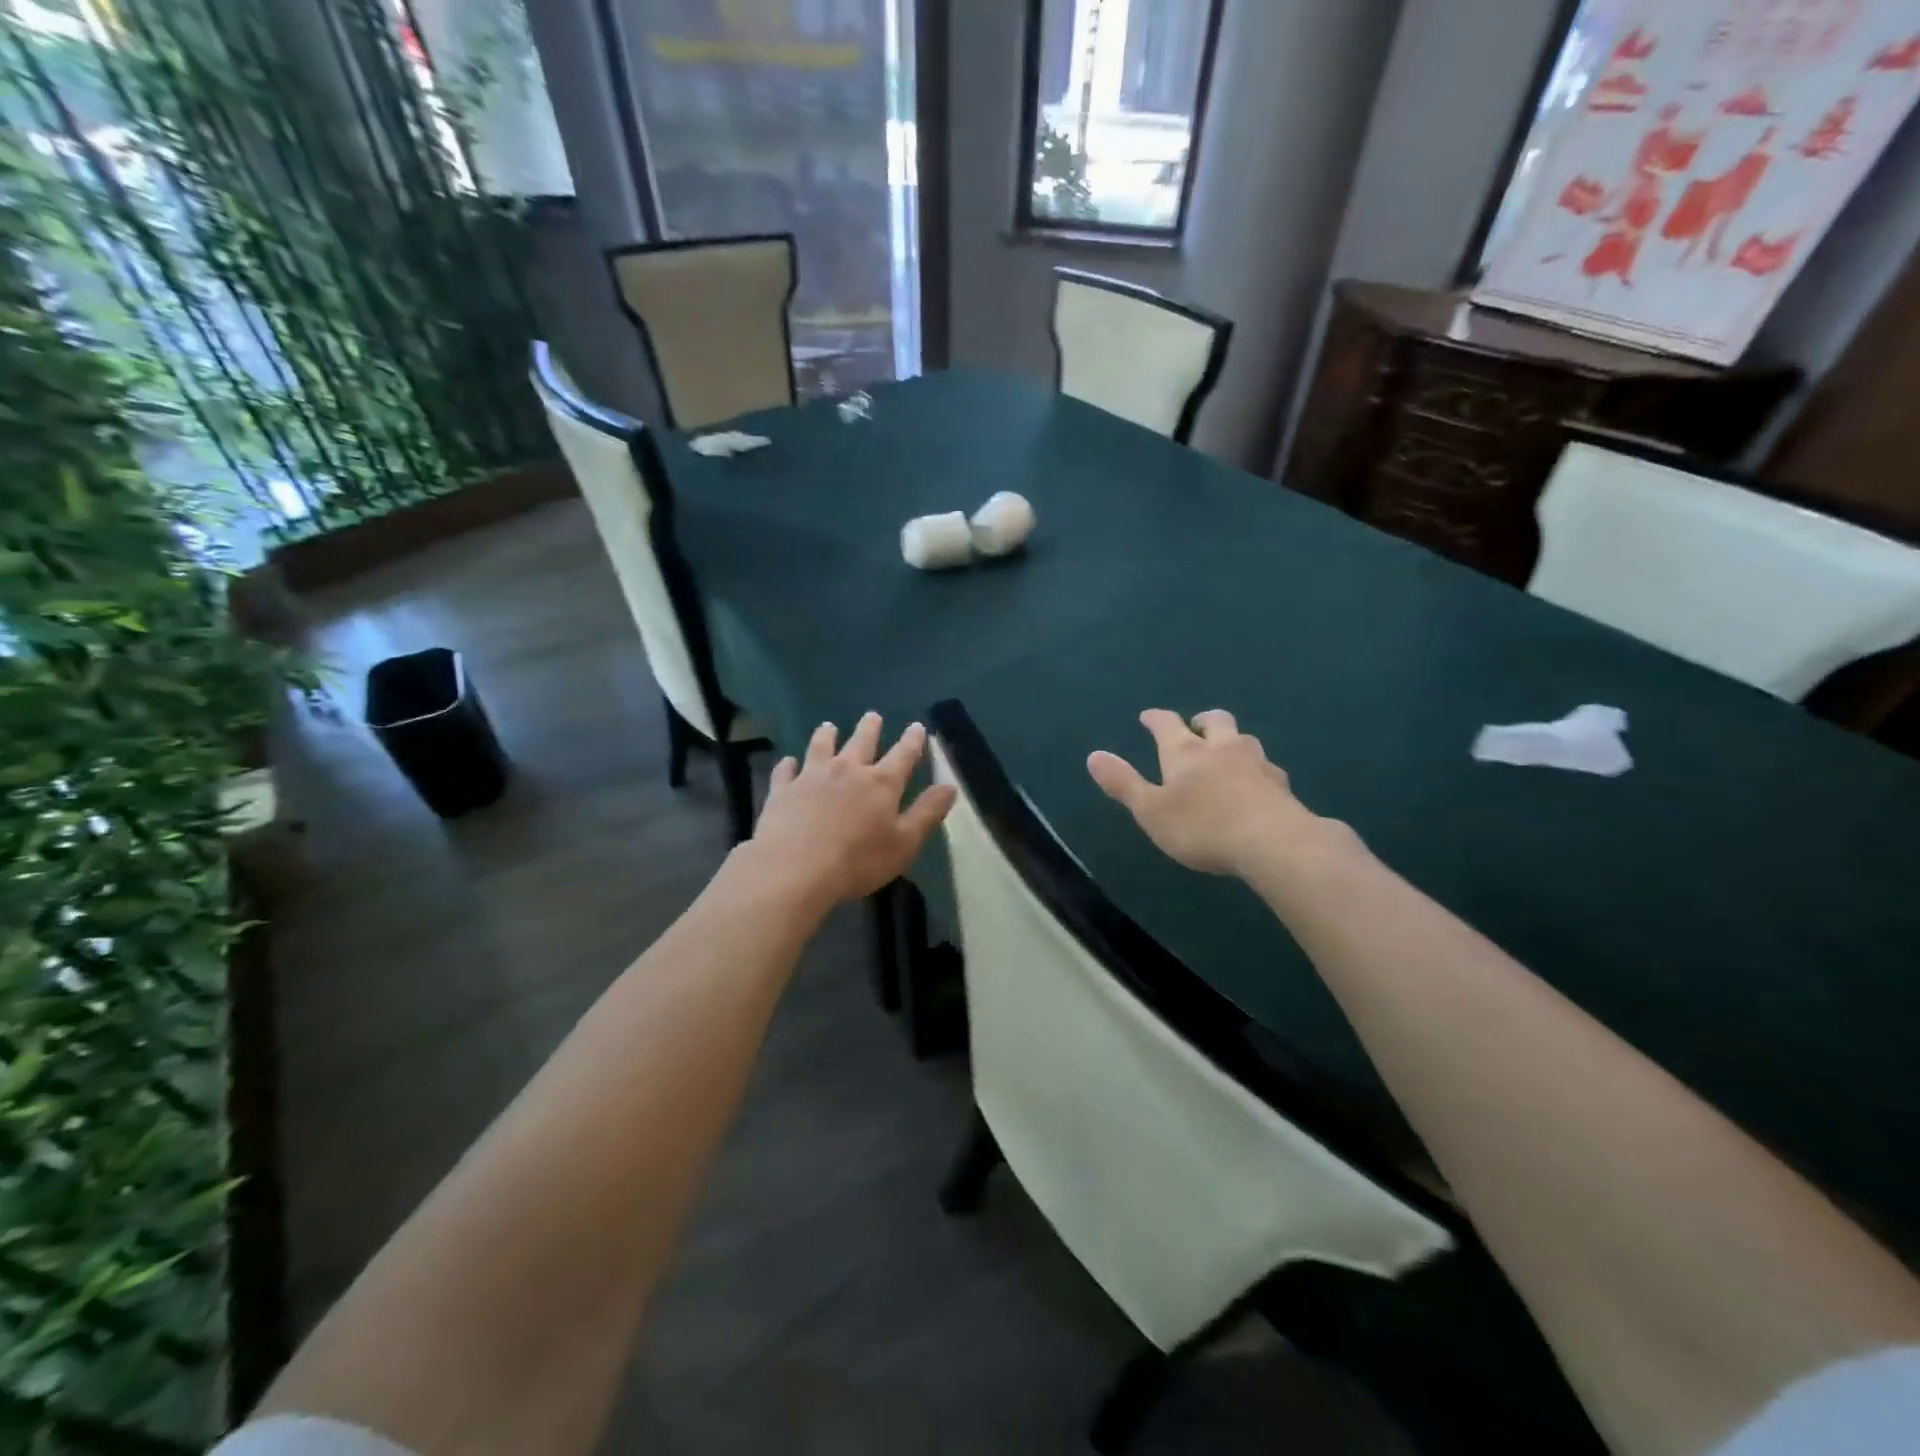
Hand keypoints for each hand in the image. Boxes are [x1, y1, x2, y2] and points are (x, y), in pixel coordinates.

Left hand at [745, 713, 956, 912]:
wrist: (794, 869)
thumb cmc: (858, 861)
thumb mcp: (904, 843)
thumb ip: (927, 813)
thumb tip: (950, 786)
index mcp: (881, 783)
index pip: (903, 754)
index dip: (913, 740)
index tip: (917, 726)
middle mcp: (848, 770)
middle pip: (862, 741)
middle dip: (870, 728)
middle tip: (873, 716)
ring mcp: (812, 777)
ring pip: (821, 747)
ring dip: (827, 735)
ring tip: (829, 727)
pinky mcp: (783, 790)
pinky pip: (786, 770)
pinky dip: (789, 764)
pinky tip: (788, 762)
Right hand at [1087, 709, 1327, 877]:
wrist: (1273, 842)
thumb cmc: (1202, 827)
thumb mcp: (1151, 810)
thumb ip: (1123, 783)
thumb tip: (1093, 755)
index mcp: (1185, 752)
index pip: (1166, 724)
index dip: (1155, 718)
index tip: (1148, 717)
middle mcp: (1221, 748)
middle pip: (1215, 721)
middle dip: (1202, 721)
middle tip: (1195, 727)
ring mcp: (1256, 763)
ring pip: (1244, 739)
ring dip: (1232, 741)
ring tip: (1226, 753)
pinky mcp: (1281, 785)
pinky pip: (1266, 767)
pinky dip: (1255, 769)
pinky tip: (1255, 783)